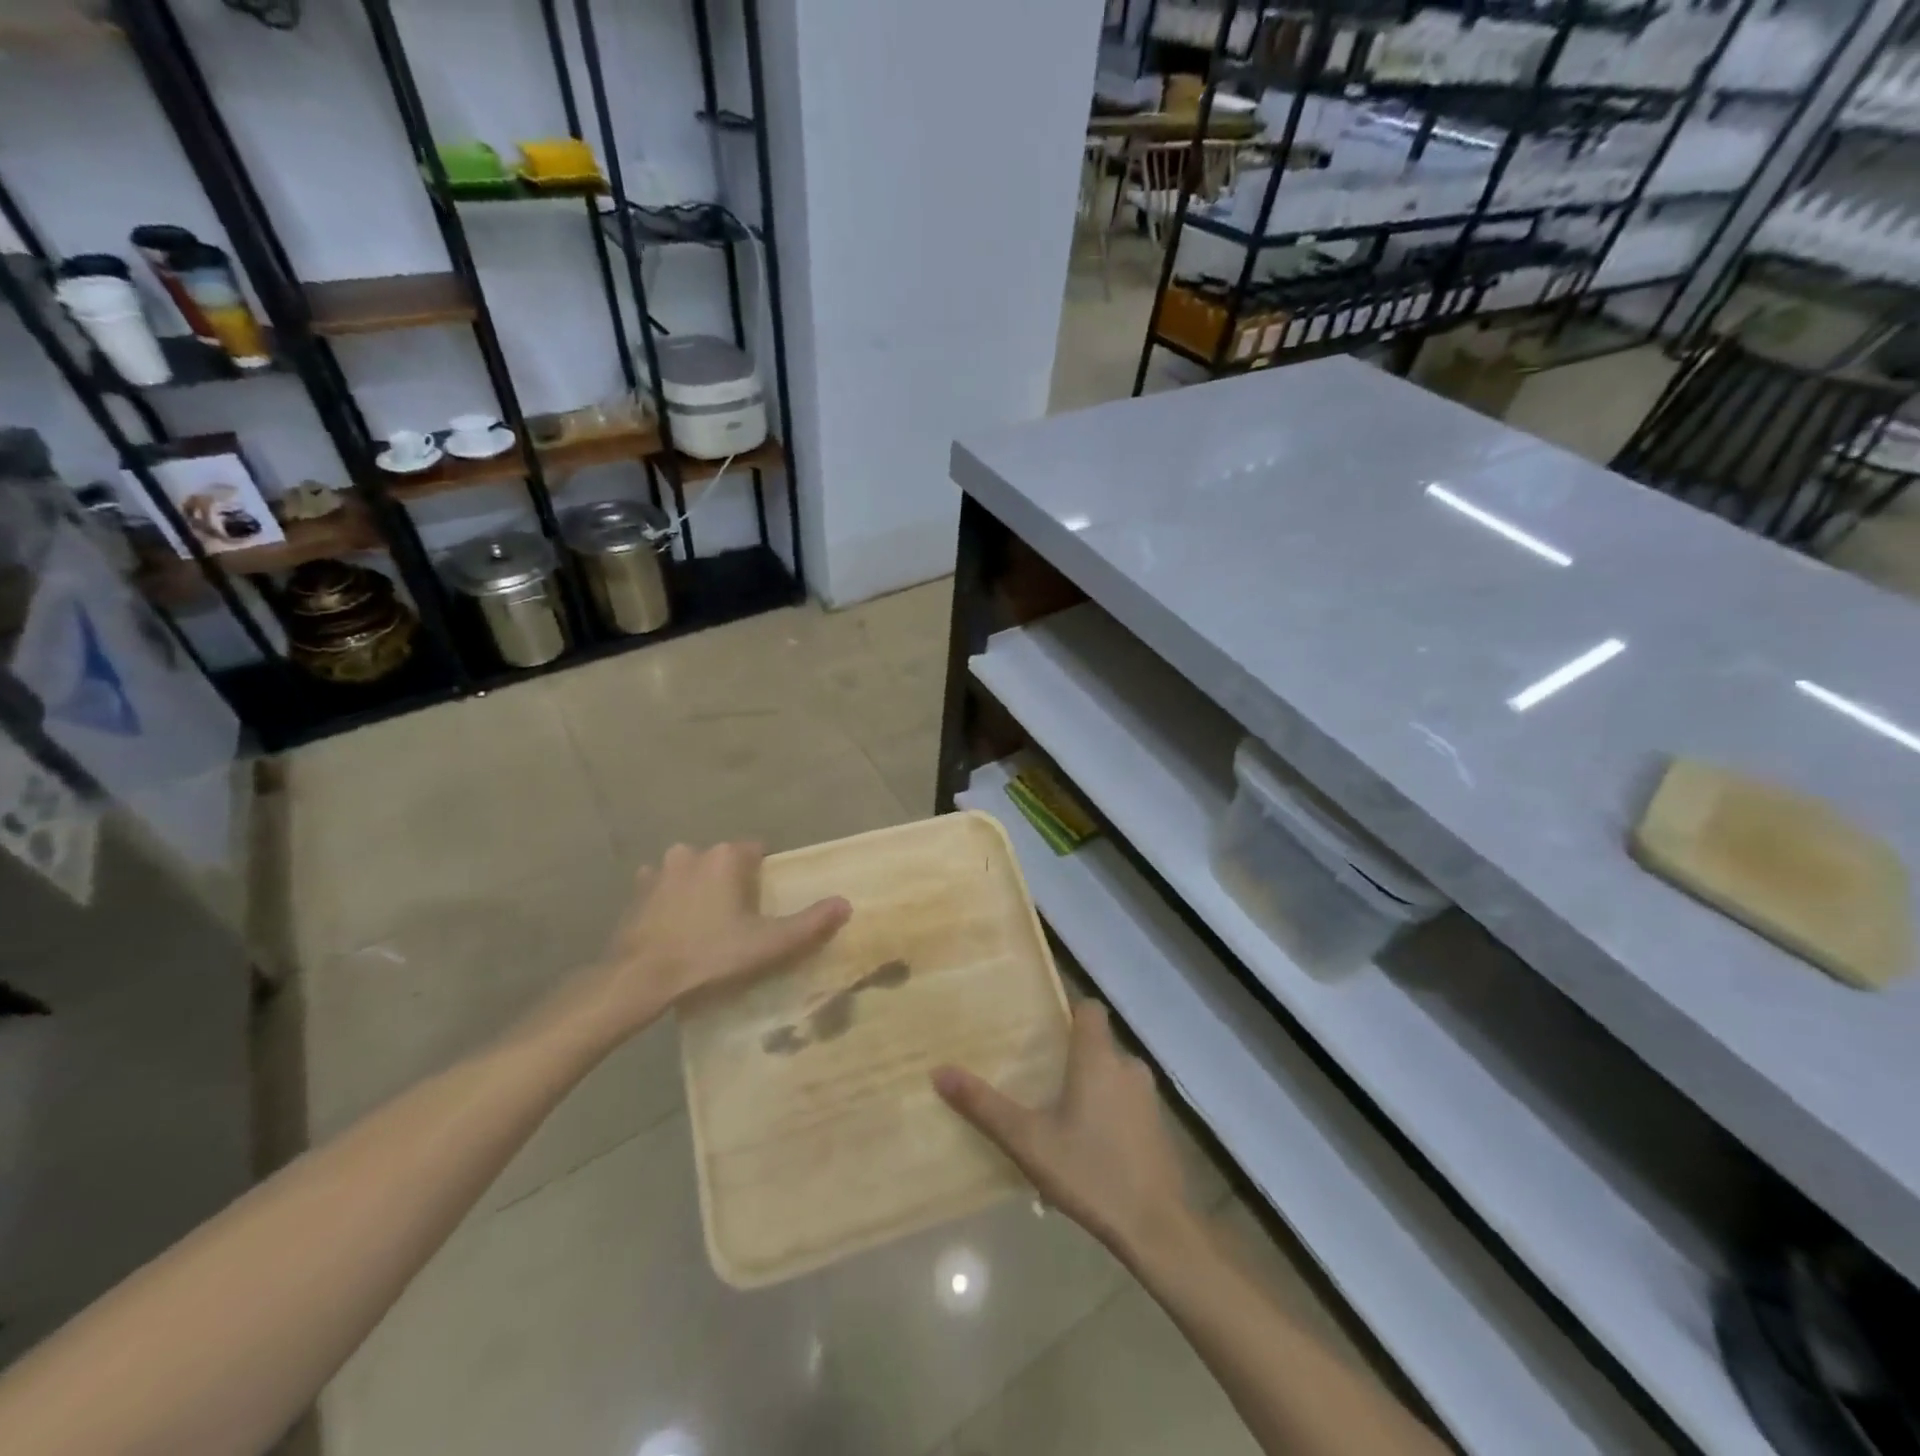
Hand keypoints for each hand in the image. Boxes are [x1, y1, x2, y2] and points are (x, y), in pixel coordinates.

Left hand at [551, 842, 850, 1049]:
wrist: (640, 978)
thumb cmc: (709, 954)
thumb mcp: (768, 943)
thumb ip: (810, 922)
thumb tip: (846, 903)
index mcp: (727, 857)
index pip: (758, 850)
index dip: (765, 875)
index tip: (766, 903)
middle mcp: (693, 852)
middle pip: (724, 860)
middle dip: (733, 881)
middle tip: (739, 918)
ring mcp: (659, 870)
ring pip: (692, 871)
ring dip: (700, 887)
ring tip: (707, 924)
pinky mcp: (636, 891)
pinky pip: (663, 888)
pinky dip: (672, 900)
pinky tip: (676, 927)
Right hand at [933, 1000, 1195, 1264]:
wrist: (1156, 1228)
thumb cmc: (1090, 1172)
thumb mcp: (1028, 1141)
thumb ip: (984, 1106)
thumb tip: (939, 1072)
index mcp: (1098, 1058)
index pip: (1090, 1009)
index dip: (1069, 1012)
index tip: (1043, 1028)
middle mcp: (1128, 1067)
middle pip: (1099, 1044)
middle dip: (1073, 1056)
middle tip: (1040, 1078)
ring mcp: (1148, 1098)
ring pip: (1114, 1076)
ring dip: (1092, 1087)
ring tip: (1060, 1115)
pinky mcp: (1159, 1128)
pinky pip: (1127, 1104)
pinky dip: (1110, 1112)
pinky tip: (1089, 1146)